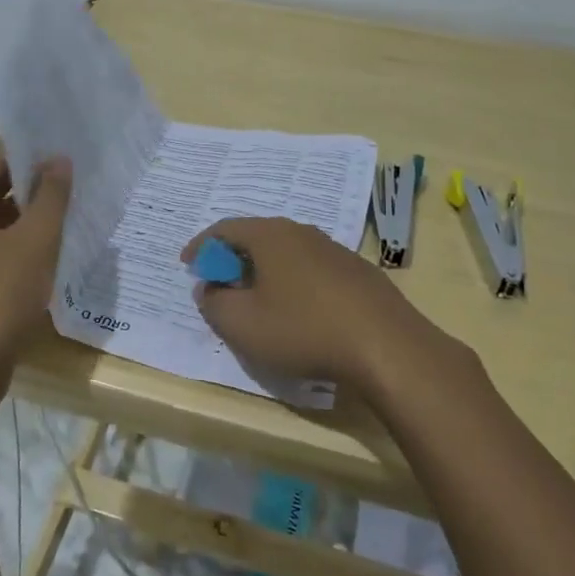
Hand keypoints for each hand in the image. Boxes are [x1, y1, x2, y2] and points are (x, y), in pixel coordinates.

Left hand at [0, 142, 72, 382]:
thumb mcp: (34, 242)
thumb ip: (50, 196)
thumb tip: (59, 159)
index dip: (29, 147)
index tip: (65, 140)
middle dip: (34, 179)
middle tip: (77, 169)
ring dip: (32, 211)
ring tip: (73, 201)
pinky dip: (24, 238)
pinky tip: (56, 241)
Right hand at [181, 217, 435, 396]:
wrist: (387, 347)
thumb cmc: (303, 330)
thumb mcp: (242, 324)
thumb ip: (214, 303)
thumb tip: (210, 289)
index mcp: (270, 235)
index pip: (225, 228)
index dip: (201, 246)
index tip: (188, 265)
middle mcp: (302, 232)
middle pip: (257, 237)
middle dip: (233, 259)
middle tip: (220, 284)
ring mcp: (335, 250)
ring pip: (287, 254)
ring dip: (265, 272)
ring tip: (257, 299)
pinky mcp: (359, 273)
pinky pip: (312, 270)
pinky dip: (293, 283)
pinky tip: (299, 312)